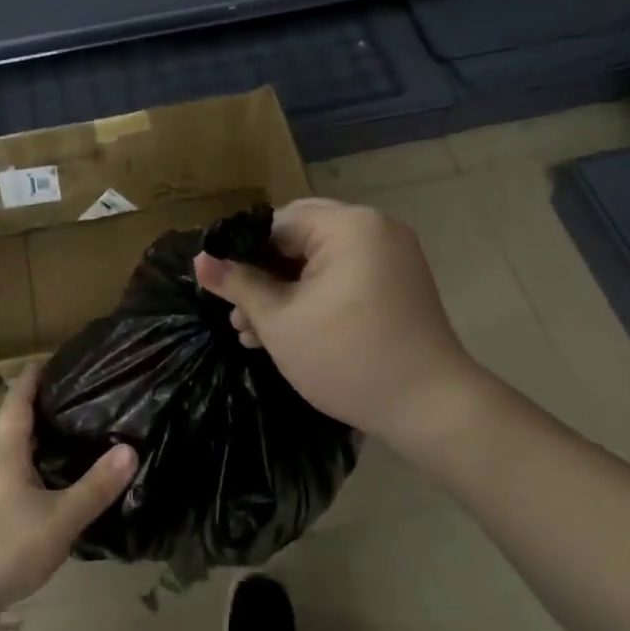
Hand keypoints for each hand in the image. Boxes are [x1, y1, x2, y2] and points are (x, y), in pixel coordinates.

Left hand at [0, 366, 136, 630]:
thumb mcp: (56, 520)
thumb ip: (94, 488)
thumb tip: (131, 448)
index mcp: (5, 456)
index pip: (17, 405)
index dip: (30, 381)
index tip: (44, 361)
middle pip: (16, 434)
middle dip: (42, 418)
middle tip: (78, 406)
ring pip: (15, 467)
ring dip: (40, 455)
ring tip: (74, 450)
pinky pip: (13, 497)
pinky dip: (35, 488)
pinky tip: (54, 502)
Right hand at [194, 198, 490, 455]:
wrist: (430, 407)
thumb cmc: (347, 357)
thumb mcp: (280, 320)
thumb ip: (238, 284)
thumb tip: (199, 259)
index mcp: (349, 225)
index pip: (276, 223)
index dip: (241, 254)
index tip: (219, 288)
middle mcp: (374, 228)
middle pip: (299, 239)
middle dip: (263, 276)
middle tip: (236, 313)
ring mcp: (391, 256)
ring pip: (319, 261)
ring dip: (285, 291)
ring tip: (251, 332)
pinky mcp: (398, 284)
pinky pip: (344, 277)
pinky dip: (315, 297)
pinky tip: (287, 331)